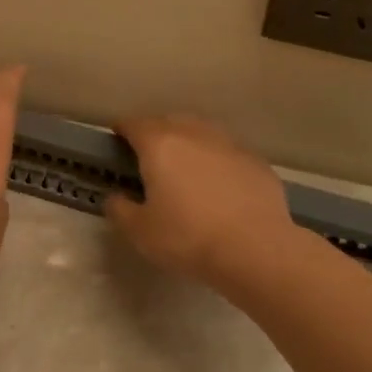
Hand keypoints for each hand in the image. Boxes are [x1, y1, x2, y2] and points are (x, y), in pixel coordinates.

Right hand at [105, 115, 294, 288]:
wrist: (256, 249)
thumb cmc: (188, 238)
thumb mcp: (140, 231)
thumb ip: (120, 209)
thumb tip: (115, 197)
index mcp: (160, 146)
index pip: (134, 124)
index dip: (123, 129)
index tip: (118, 139)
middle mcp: (194, 135)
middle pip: (169, 121)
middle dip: (156, 132)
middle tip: (149, 154)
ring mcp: (229, 145)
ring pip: (202, 132)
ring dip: (189, 142)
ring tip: (185, 165)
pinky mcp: (256, 162)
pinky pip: (228, 153)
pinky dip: (216, 161)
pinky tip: (218, 184)